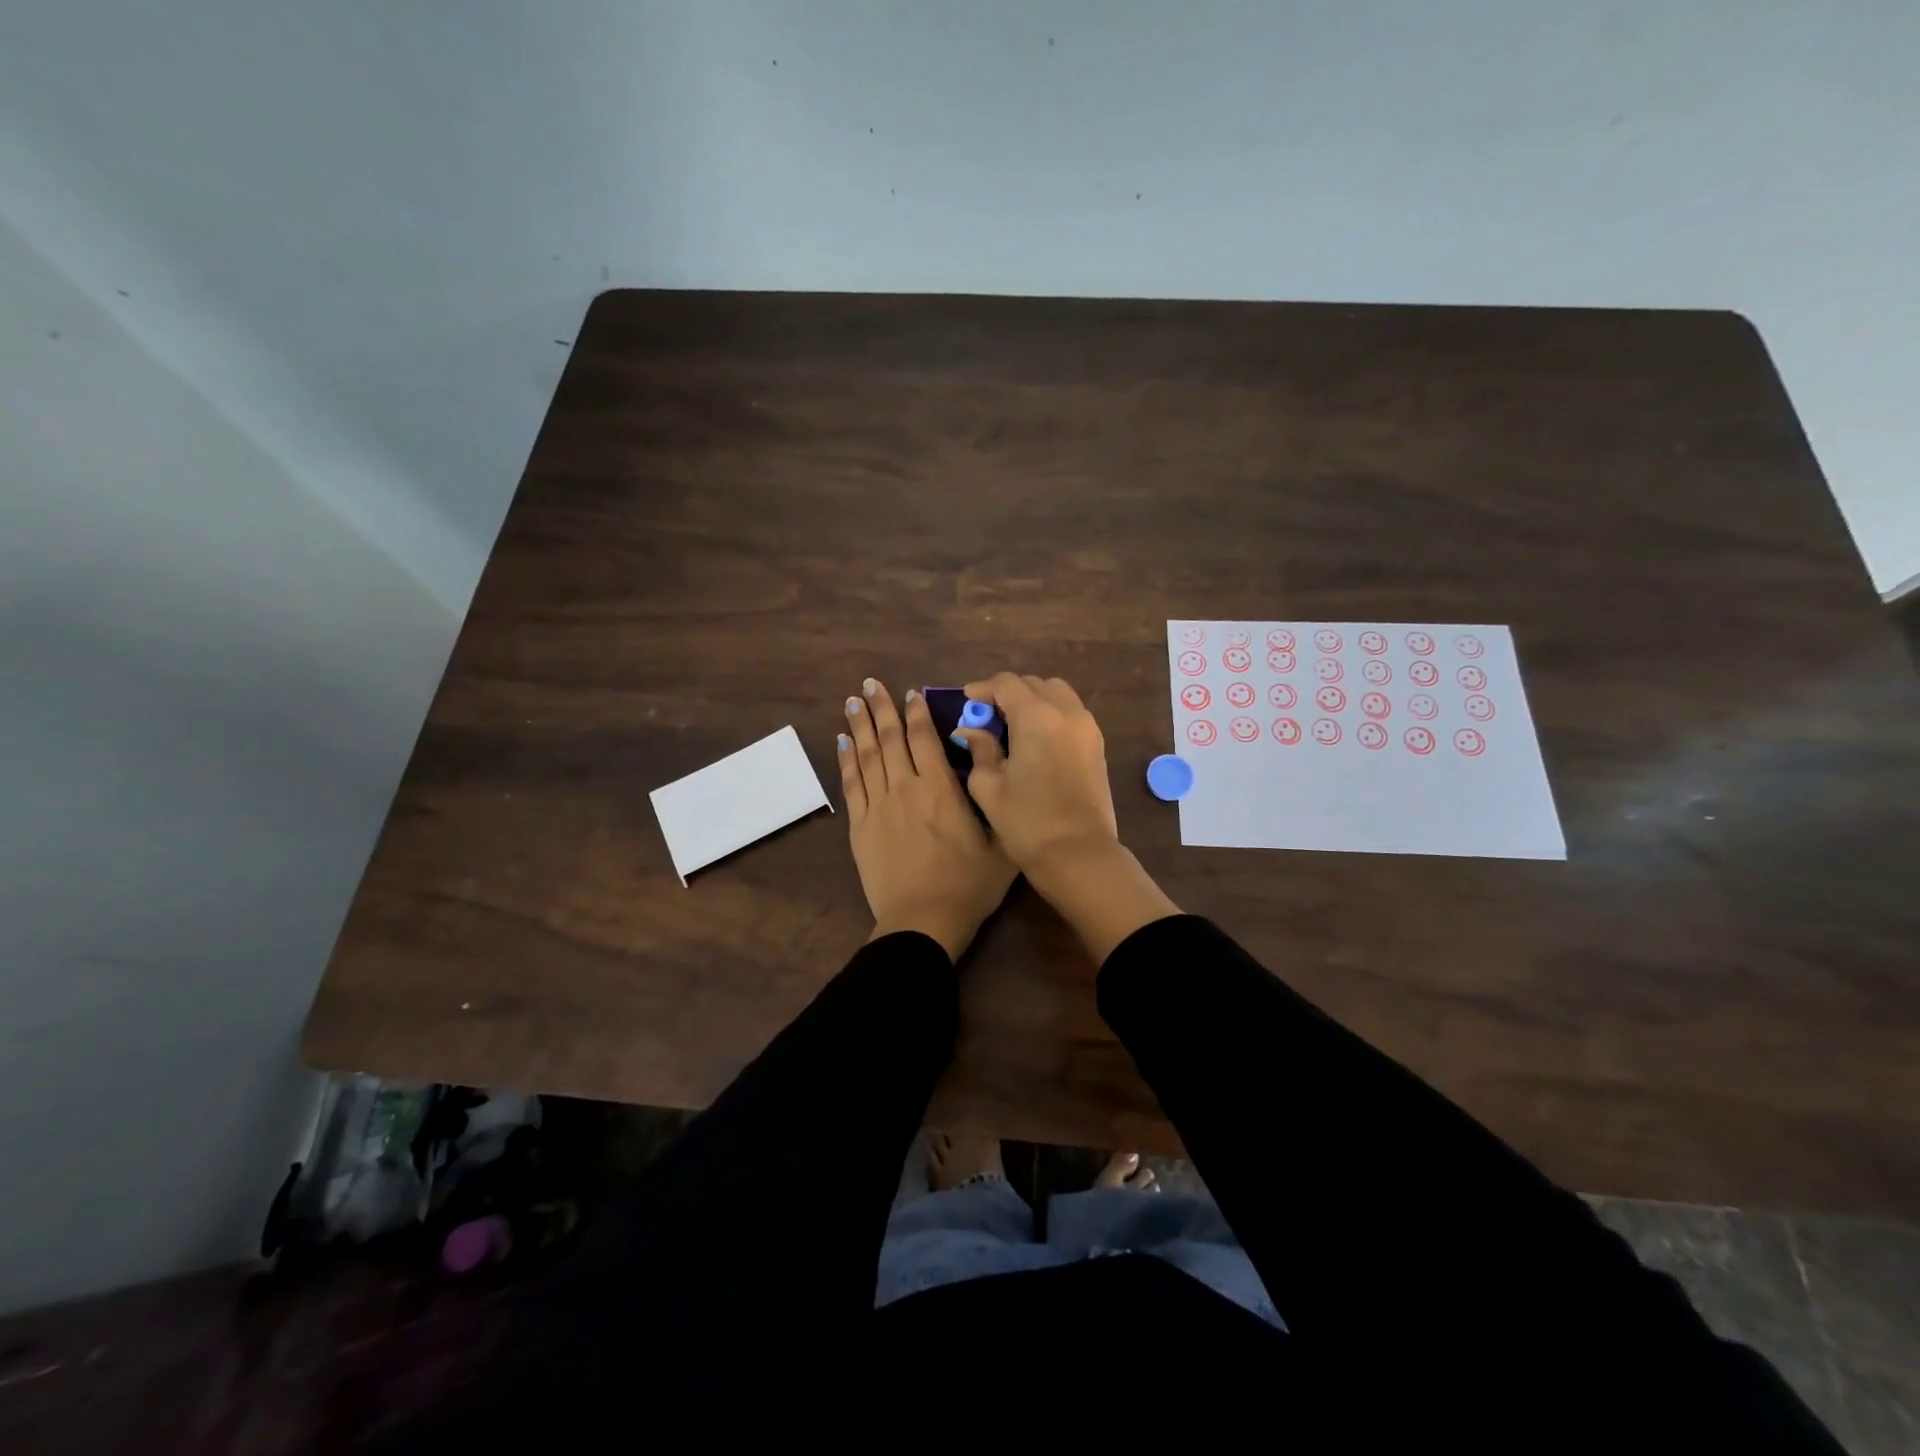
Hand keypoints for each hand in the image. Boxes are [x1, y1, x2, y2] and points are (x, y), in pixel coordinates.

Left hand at [839, 678, 1015, 959]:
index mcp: (940, 789)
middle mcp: (905, 788)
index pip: (924, 738)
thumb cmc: (969, 885)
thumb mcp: (1001, 841)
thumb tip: (988, 758)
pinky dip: (846, 760)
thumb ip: (994, 797)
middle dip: (881, 708)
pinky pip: (851, 784)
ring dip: (859, 725)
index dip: (916, 712)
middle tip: (870, 684)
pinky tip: (842, 742)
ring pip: (866, 755)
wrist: (923, 921)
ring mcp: (878, 806)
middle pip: (889, 739)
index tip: (910, 692)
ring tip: (852, 701)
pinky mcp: (859, 827)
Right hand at [952, 673, 1118, 869]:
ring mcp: (1087, 728)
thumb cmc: (1027, 822)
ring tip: (1012, 725)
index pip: (1007, 684)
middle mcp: (1066, 712)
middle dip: (1008, 693)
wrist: (1079, 855)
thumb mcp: (989, 786)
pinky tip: (1034, 739)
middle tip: (987, 715)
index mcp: (1037, 717)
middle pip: (1034, 684)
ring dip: (1033, 700)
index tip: (967, 701)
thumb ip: (979, 750)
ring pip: (1057, 694)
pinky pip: (1071, 713)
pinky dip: (1051, 714)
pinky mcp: (1097, 745)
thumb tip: (970, 730)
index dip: (983, 688)